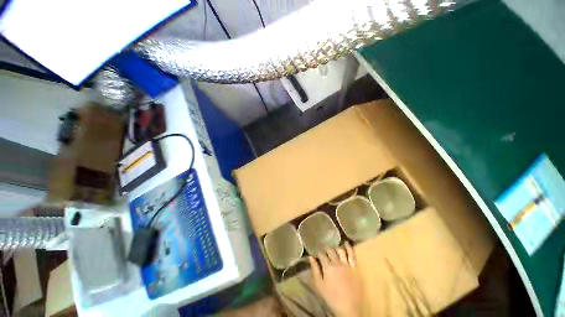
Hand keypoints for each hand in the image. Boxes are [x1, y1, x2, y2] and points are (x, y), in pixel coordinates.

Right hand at [309, 242, 362, 316]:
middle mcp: (337, 262)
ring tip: (333, 248)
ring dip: (335, 248)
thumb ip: (315, 270)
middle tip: (324, 249)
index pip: (321, 255)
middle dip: (326, 249)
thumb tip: (310, 257)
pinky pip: (352, 254)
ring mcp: (347, 264)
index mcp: (328, 267)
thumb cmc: (331, 297)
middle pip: (330, 251)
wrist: (348, 308)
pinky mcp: (355, 267)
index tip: (317, 252)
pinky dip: (349, 247)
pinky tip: (346, 243)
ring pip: (340, 250)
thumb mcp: (319, 285)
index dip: (318, 252)